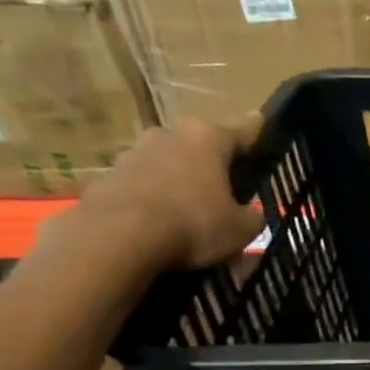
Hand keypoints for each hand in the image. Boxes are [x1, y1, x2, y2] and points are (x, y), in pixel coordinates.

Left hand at [61, 119, 264, 270]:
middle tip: (224, 190)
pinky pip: (141, 187)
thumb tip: (251, 214)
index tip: (263, 133)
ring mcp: (133, 153)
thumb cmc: (193, 224)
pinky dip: (152, 200)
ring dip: (178, 182)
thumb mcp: (242, 229)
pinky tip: (159, 225)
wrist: (118, 237)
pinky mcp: (107, 177)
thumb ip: (253, 217)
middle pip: (199, 147)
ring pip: (167, 165)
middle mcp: (168, 135)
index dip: (257, 137)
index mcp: (207, 138)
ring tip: (188, 213)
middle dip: (211, 165)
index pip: (243, 132)